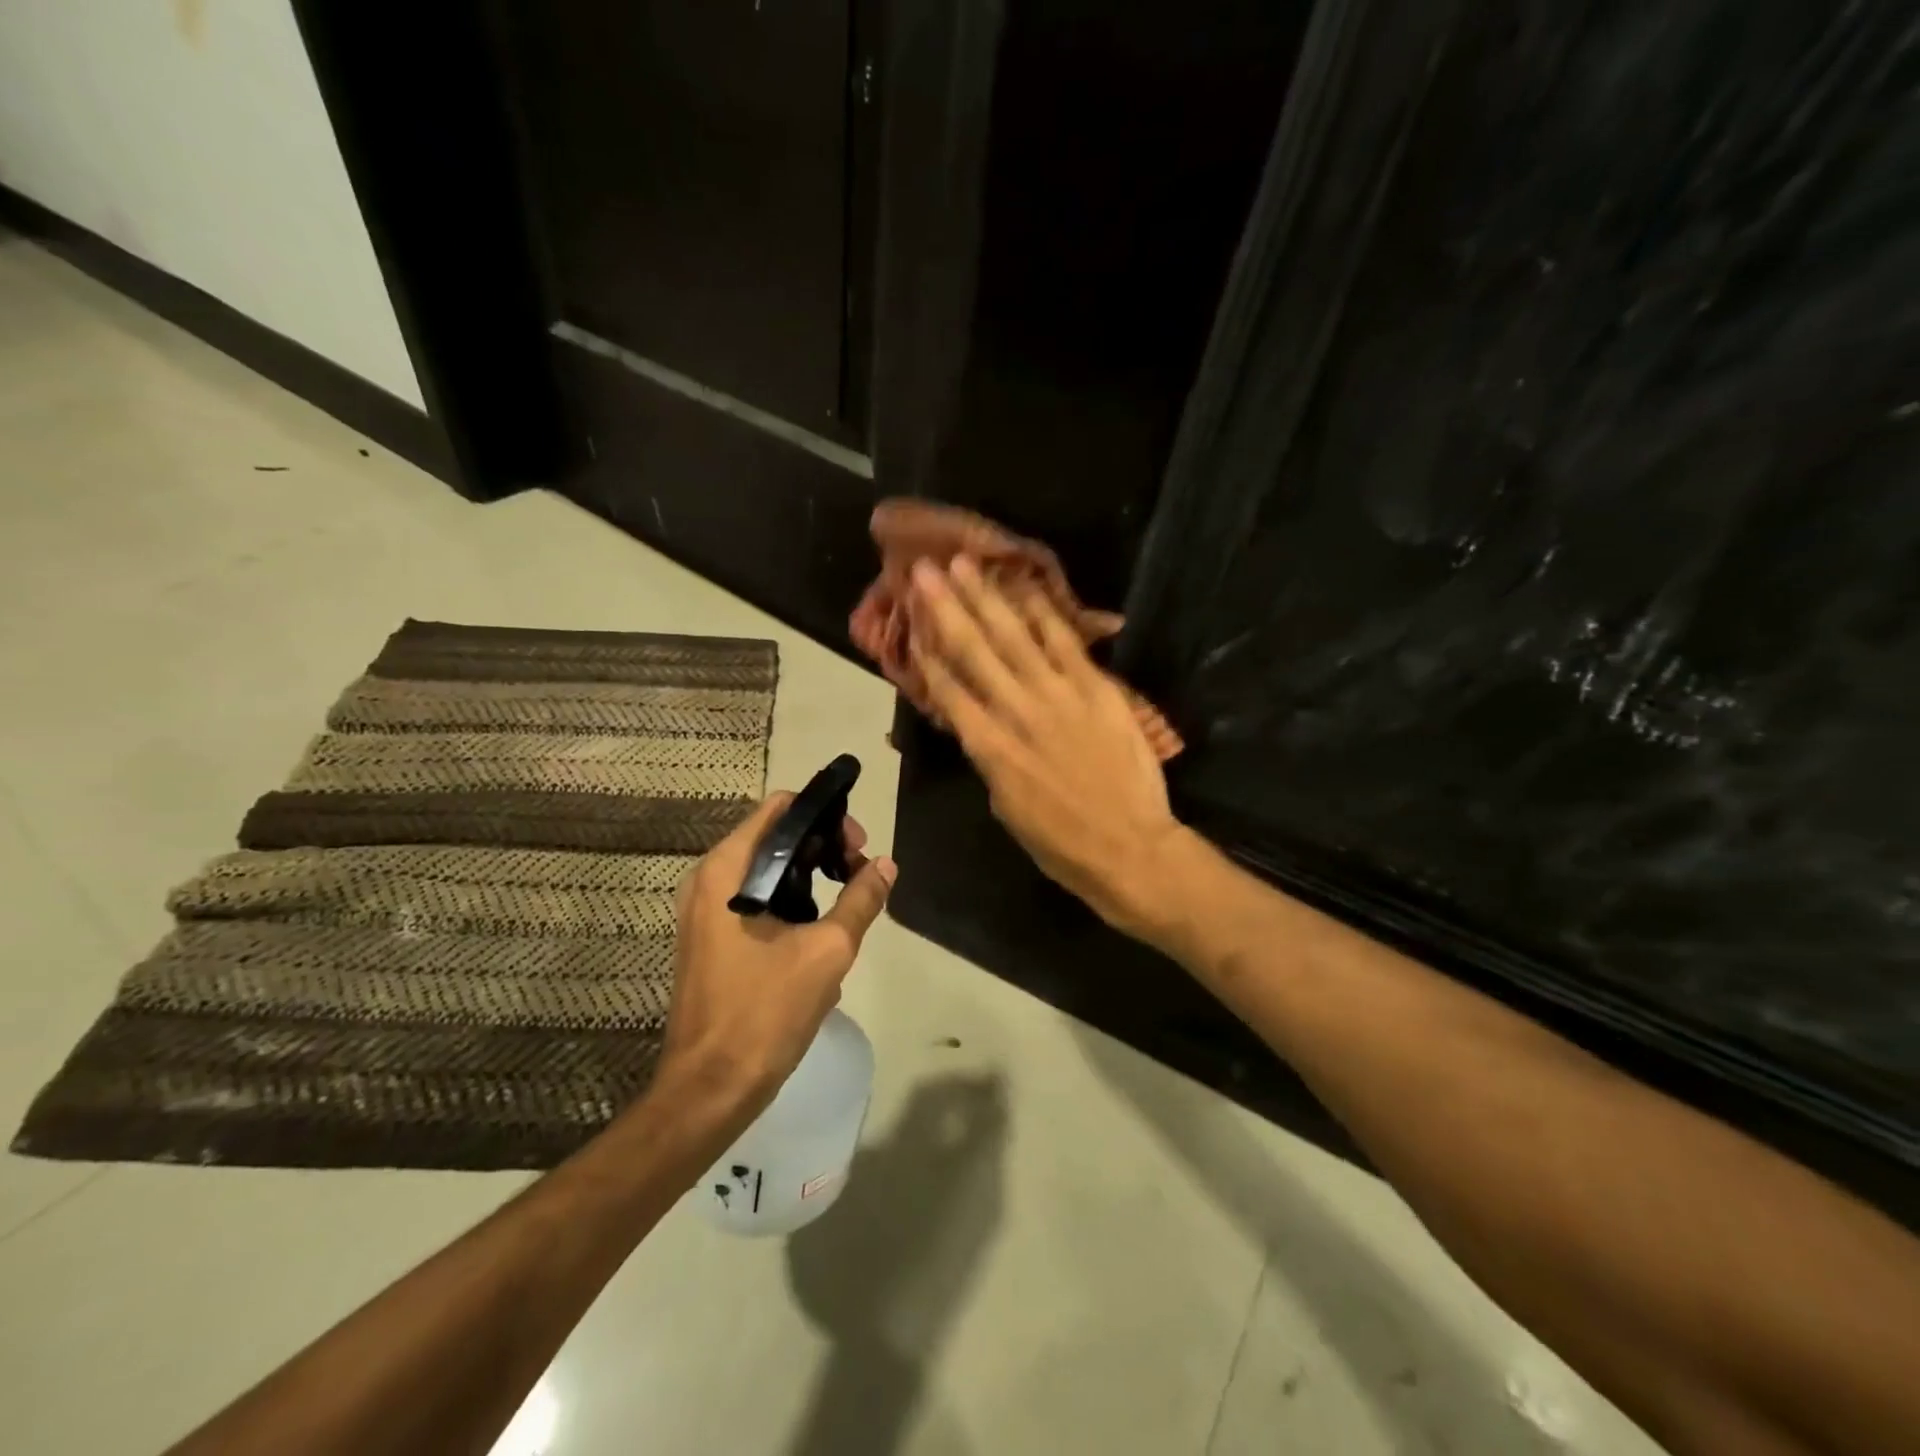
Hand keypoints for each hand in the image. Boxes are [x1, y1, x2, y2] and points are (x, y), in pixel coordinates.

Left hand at [652, 793, 895, 1125]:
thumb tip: (886, 865)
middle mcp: (708, 880)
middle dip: (822, 846)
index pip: (779, 809)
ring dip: (810, 874)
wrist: (711, 1088)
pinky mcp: (711, 937)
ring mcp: (704, 910)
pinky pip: (755, 898)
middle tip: (859, 872)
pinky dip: (790, 899)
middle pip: (774, 836)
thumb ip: (860, 900)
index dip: (824, 815)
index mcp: (726, 871)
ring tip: (847, 899)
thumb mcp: (827, 951)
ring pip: (767, 869)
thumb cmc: (765, 1012)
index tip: (857, 844)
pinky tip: (820, 930)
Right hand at [908, 555, 1188, 938]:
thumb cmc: (1062, 844)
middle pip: (973, 652)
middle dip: (945, 608)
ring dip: (986, 597)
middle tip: (922, 571)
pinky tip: (1024, 586)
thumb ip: (991, 760)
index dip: (927, 654)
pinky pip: (1065, 642)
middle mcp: (1016, 713)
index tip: (912, 622)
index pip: (948, 691)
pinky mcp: (1096, 689)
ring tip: (963, 563)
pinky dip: (1043, 613)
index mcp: (989, 750)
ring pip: (1014, 637)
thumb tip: (979, 725)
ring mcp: (1058, 696)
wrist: (1130, 849)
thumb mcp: (1007, 808)